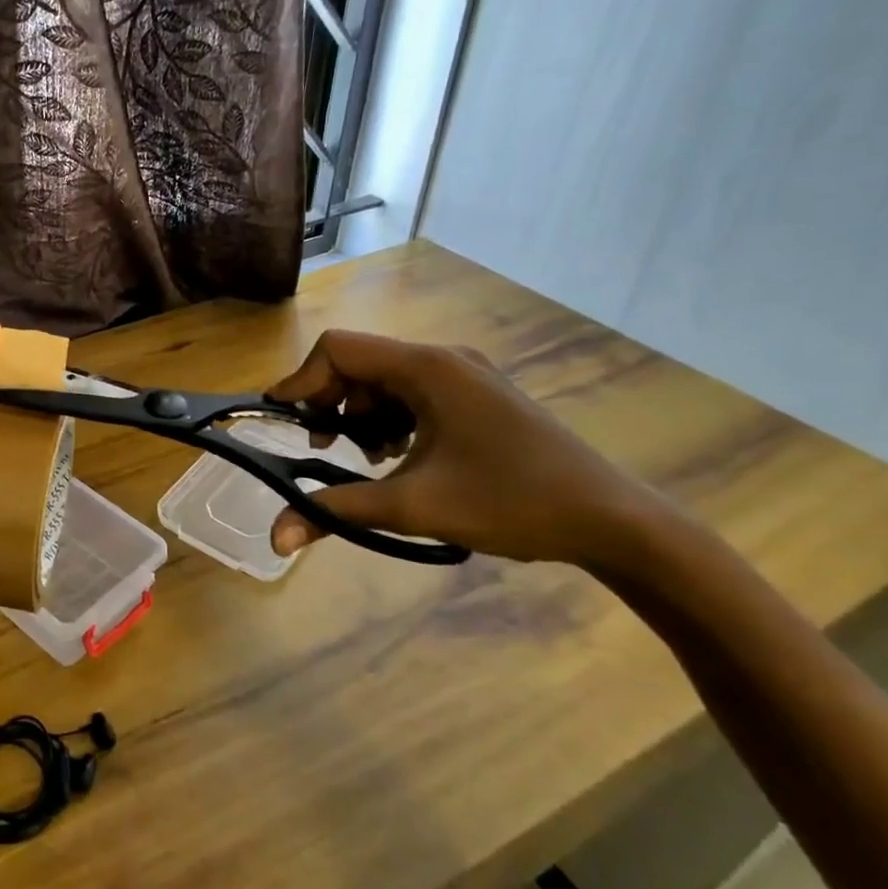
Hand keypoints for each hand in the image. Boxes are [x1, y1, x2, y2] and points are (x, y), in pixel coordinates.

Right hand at [266, 331, 678, 567]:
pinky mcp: (478, 396)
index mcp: (427, 367)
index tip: (281, 421)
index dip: (302, 380)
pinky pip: (413, 394)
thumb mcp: (414, 507)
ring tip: (365, 460)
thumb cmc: (511, 502)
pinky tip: (400, 457)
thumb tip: (274, 539)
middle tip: (324, 450)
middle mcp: (443, 358)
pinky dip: (391, 420)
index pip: (339, 349)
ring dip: (361, 415)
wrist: (612, 520)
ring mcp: (465, 375)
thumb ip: (336, 511)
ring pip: (385, 380)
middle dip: (331, 403)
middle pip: (360, 362)